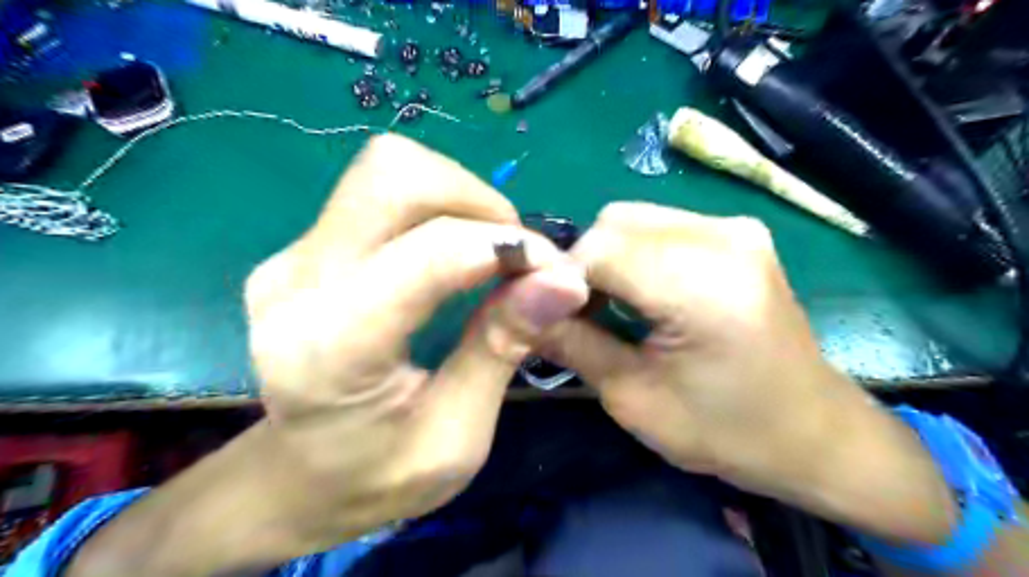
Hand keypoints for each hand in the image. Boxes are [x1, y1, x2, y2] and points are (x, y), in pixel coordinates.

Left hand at [244, 134, 585, 548]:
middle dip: (476, 200)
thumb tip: (564, 280)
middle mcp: (297, 283)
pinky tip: (453, 252)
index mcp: (332, 347)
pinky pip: (377, 193)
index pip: (430, 254)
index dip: (507, 247)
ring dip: (456, 197)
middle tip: (514, 253)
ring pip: (386, 170)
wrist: (297, 478)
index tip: (556, 272)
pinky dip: (434, 207)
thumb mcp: (458, 436)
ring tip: (487, 250)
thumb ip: (503, 347)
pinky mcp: (302, 249)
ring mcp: (291, 258)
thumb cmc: (378, 475)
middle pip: (394, 176)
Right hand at [546, 202, 955, 544]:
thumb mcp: (633, 399)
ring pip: (632, 218)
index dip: (558, 278)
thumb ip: (570, 343)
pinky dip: (634, 254)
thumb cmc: (727, 431)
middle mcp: (723, 236)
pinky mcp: (738, 233)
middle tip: (580, 316)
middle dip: (582, 265)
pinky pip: (660, 226)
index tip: (546, 316)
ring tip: (611, 307)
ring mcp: (736, 227)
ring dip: (607, 258)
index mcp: (703, 284)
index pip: (598, 248)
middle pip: (614, 223)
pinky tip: (642, 293)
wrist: (814, 434)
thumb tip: (516, 308)